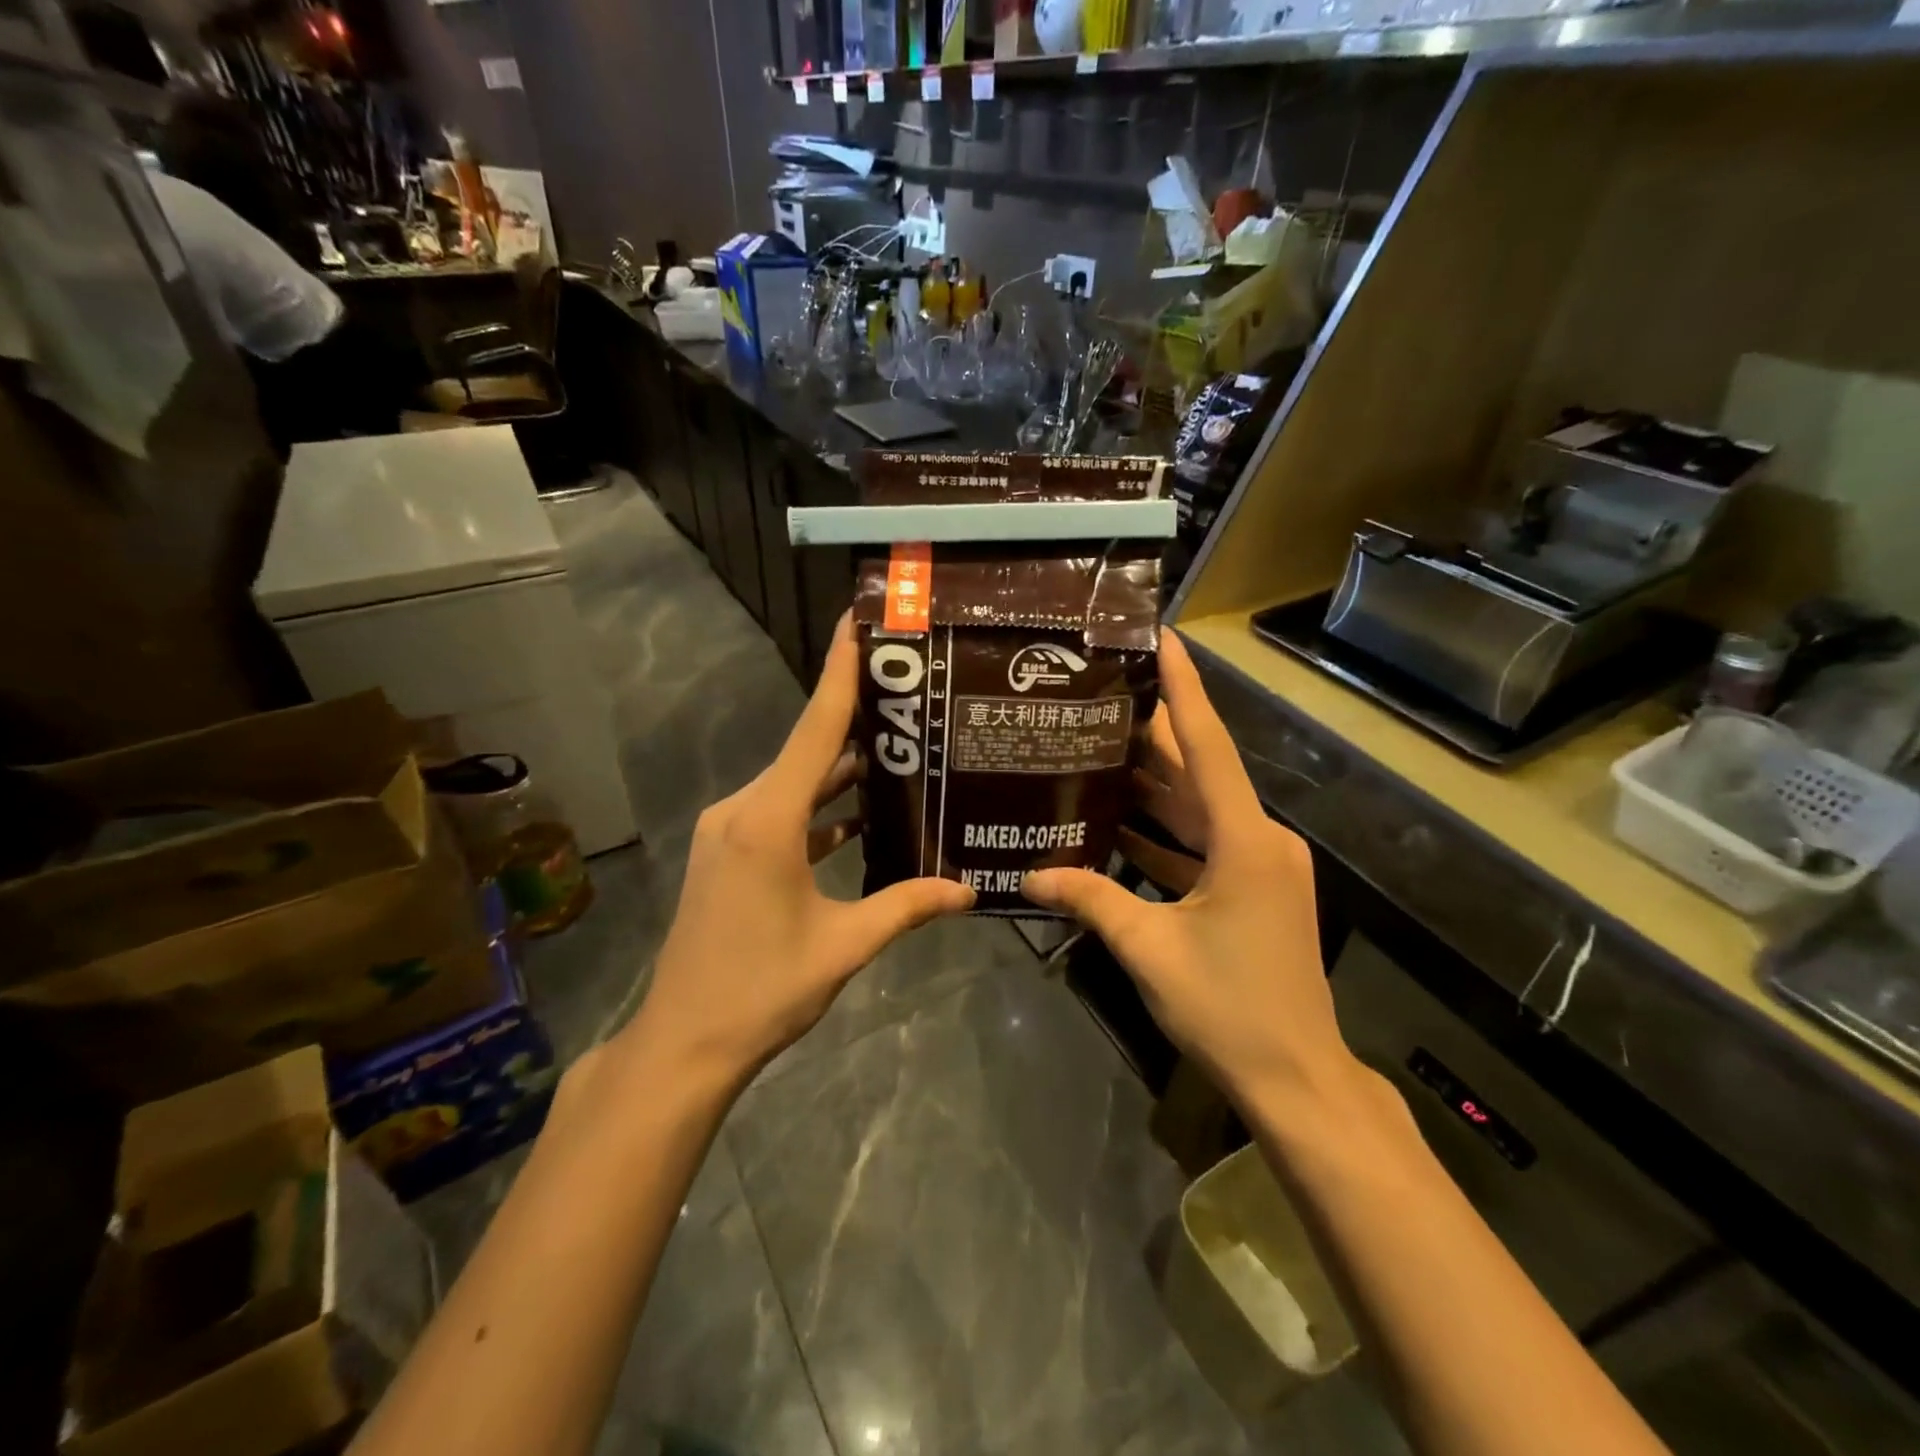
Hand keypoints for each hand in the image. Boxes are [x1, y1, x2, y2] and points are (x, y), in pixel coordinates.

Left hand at [625, 618, 973, 1087]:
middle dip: (855, 721)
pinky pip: (781, 812)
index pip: (815, 730)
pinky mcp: (726, 853)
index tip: (855, 622)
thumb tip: (969, 891)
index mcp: (768, 820)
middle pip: (807, 750)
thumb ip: (906, 906)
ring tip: (898, 749)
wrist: (684, 1041)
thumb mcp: (844, 945)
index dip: (839, 673)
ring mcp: (728, 831)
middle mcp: (742, 810)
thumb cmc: (762, 990)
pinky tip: (860, 813)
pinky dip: (818, 808)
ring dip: (839, 771)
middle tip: (909, 695)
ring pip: (795, 783)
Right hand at [1021, 631, 1352, 1106]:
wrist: (1295, 1078)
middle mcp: (1259, 840)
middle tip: (1103, 696)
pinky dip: (1164, 835)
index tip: (1166, 639)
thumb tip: (1030, 878)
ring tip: (1098, 749)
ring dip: (1155, 786)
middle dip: (1154, 735)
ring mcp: (1260, 867)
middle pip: (1200, 773)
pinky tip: (1116, 825)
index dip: (1185, 689)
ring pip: (1199, 810)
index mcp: (1245, 841)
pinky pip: (1202, 846)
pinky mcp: (1253, 891)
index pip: (1209, 747)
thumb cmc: (1227, 1007)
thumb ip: (1091, 901)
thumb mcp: (1149, 948)